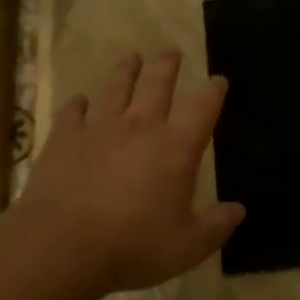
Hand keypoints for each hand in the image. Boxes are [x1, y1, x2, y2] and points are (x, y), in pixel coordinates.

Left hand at [13, 50, 243, 296]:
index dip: (213, 91)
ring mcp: (99, 127)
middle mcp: (140, 126)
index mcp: (175, 147)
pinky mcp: (64, 138)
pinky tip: (80, 101)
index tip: (218, 80)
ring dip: (126, 71)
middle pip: (157, 83)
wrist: (61, 244)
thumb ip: (216, 226)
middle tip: (172, 52)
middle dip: (168, 65)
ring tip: (132, 58)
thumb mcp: (187, 247)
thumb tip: (238, 210)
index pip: (202, 107)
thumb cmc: (132, 245)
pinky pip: (73, 111)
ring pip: (116, 87)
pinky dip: (78, 104)